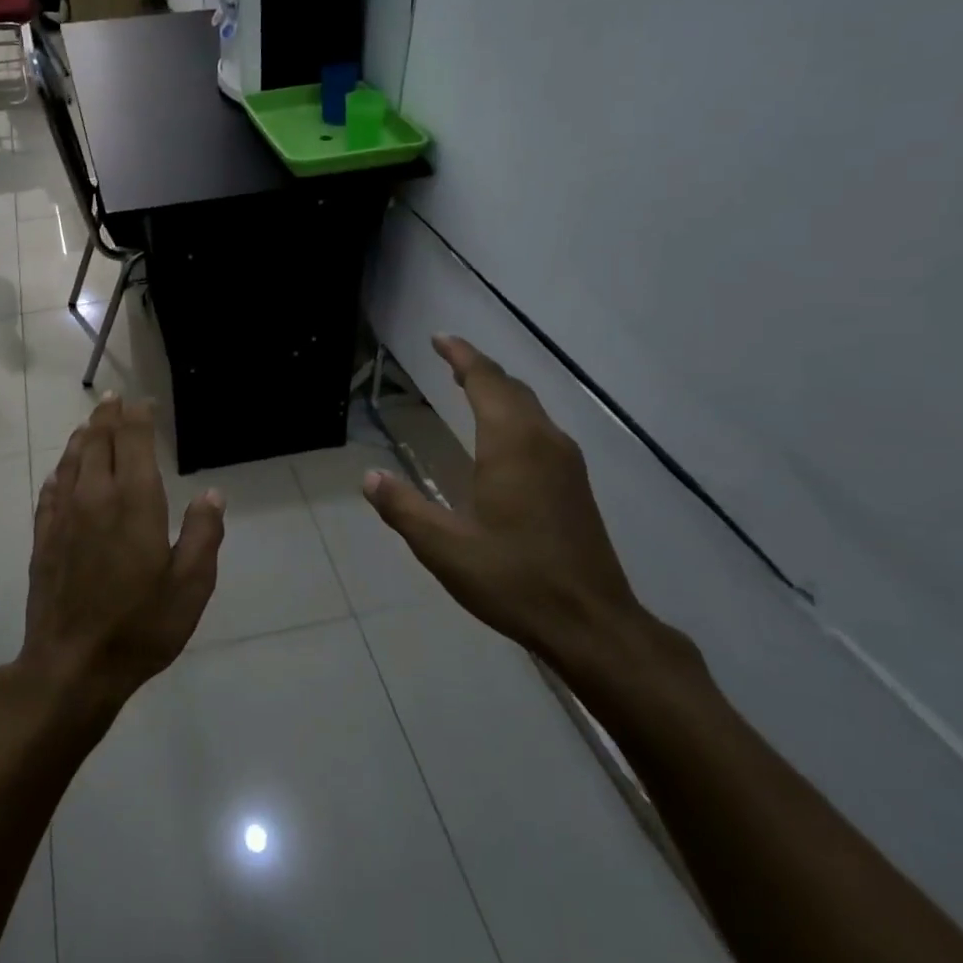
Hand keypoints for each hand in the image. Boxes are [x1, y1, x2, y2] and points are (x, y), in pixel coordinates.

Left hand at [19, 396, 224, 714]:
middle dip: (106, 417)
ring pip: (71, 462)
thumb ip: (203, 534)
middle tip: (112, 399)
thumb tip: (213, 494)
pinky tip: (60, 473)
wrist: (72, 665)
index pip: (133, 441)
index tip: (141, 401)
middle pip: (98, 443)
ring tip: (88, 424)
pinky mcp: (43, 540)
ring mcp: (64, 517)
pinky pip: (50, 492)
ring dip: (81, 438)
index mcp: (134, 501)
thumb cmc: (141, 626)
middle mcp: (95, 497)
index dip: (137, 417)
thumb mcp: (191, 586)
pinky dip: (59, 473)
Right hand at [362, 335, 644, 662]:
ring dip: (498, 390)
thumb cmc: (514, 580)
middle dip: (479, 368)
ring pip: (530, 407)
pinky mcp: (576, 484)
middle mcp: (543, 442)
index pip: (486, 382)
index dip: (461, 356)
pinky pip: (540, 428)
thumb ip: (404, 508)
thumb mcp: (444, 548)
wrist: (592, 623)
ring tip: (469, 386)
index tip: (439, 339)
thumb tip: (370, 477)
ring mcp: (566, 462)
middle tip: (448, 359)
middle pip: (511, 388)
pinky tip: (501, 434)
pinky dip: (514, 413)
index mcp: (511, 445)